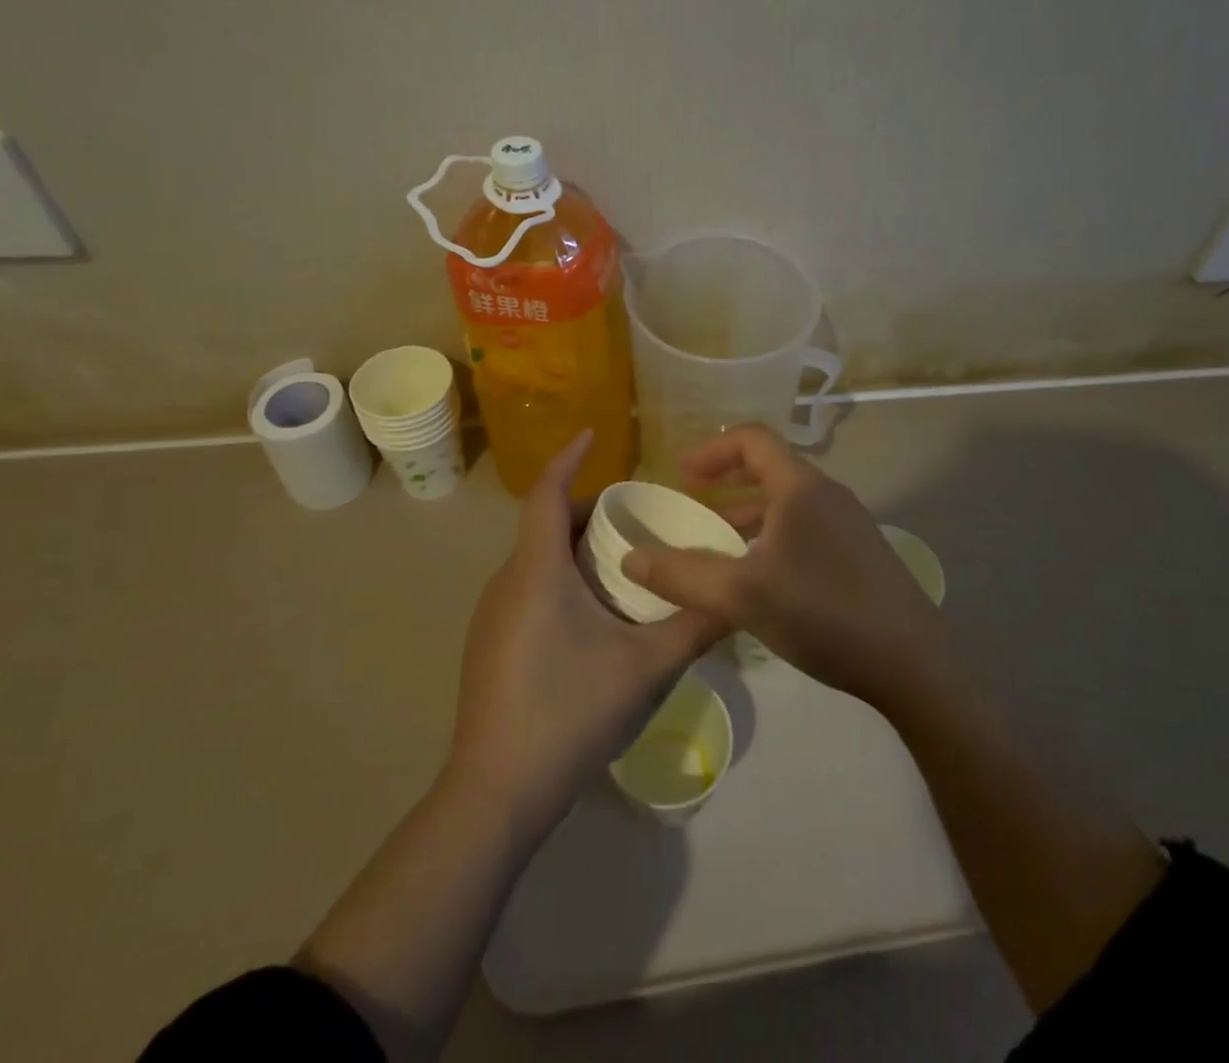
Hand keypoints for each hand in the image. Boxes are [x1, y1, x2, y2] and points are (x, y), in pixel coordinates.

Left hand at [449, 431, 727, 828]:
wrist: (495, 793)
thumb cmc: (569, 712)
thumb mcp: (644, 667)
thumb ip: (695, 628)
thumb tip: (738, 597)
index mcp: (537, 571)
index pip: (546, 493)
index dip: (568, 458)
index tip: (593, 434)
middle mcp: (507, 582)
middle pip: (544, 524)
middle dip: (585, 508)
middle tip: (634, 515)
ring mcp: (492, 616)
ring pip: (535, 559)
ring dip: (572, 547)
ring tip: (621, 561)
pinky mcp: (490, 645)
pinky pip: (527, 587)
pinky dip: (558, 577)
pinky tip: (591, 614)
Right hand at [620, 424, 942, 706]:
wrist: (912, 661)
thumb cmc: (822, 612)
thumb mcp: (742, 595)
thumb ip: (682, 576)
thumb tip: (631, 558)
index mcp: (800, 486)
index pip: (752, 439)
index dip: (712, 449)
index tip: (681, 473)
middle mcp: (827, 494)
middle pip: (770, 469)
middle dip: (726, 481)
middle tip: (693, 500)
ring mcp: (849, 524)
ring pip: (788, 503)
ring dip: (749, 513)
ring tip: (718, 541)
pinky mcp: (860, 555)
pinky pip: (805, 529)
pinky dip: (773, 536)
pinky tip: (760, 578)